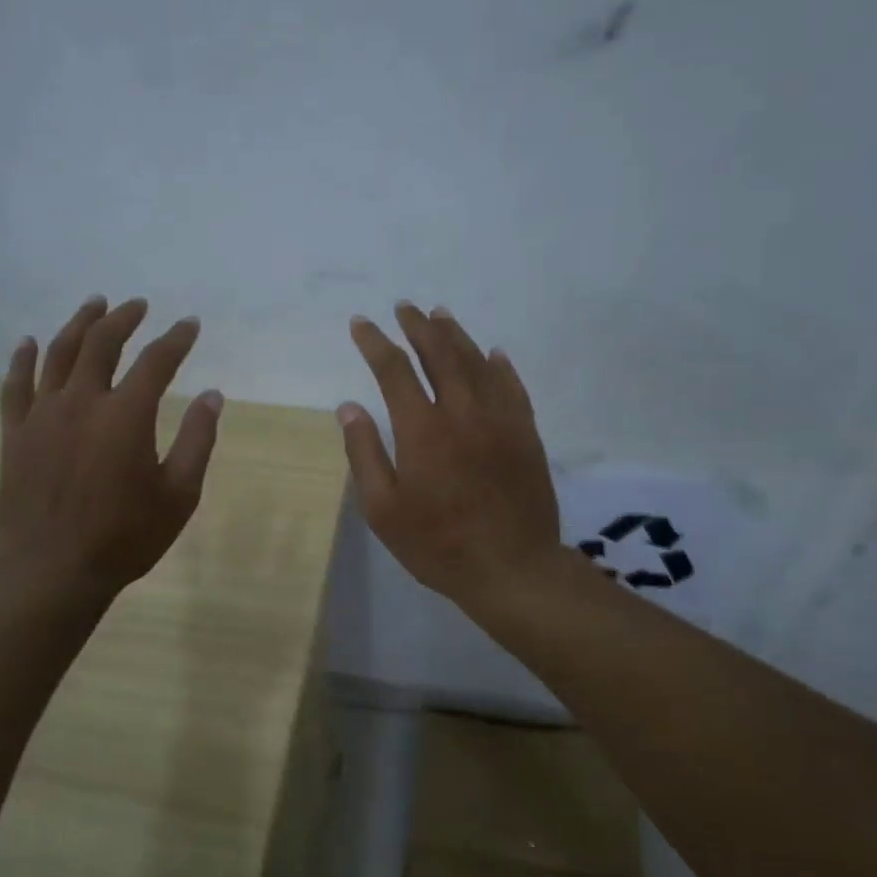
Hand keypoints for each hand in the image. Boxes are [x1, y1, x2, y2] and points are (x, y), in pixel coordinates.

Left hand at [0, 295, 221, 603]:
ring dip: (79, 324)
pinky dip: (22, 359)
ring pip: (58, 353)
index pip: (156, 362)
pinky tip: (28, 342)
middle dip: (124, 319)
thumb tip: (213, 396)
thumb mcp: (178, 496)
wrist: (52, 570)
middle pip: (102, 344)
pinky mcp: (15, 434)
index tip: (190, 325)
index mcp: (126, 416)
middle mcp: (82, 402)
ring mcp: (42, 415)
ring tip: (94, 304)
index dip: (176, 340)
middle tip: (138, 306)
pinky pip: (15, 385)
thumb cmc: (125, 538)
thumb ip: (197, 441)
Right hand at [339, 303, 562, 611]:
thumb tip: (349, 407)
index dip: (375, 342)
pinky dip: (499, 366)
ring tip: (440, 316)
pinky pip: (513, 387)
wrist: (512, 569)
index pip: (394, 370)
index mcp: (422, 430)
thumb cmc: (438, 545)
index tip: (361, 323)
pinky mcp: (526, 434)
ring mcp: (500, 420)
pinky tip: (494, 354)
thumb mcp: (384, 510)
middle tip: (405, 307)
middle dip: (418, 326)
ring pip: (477, 362)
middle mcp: (462, 412)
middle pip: (439, 354)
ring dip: (456, 335)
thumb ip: (364, 454)